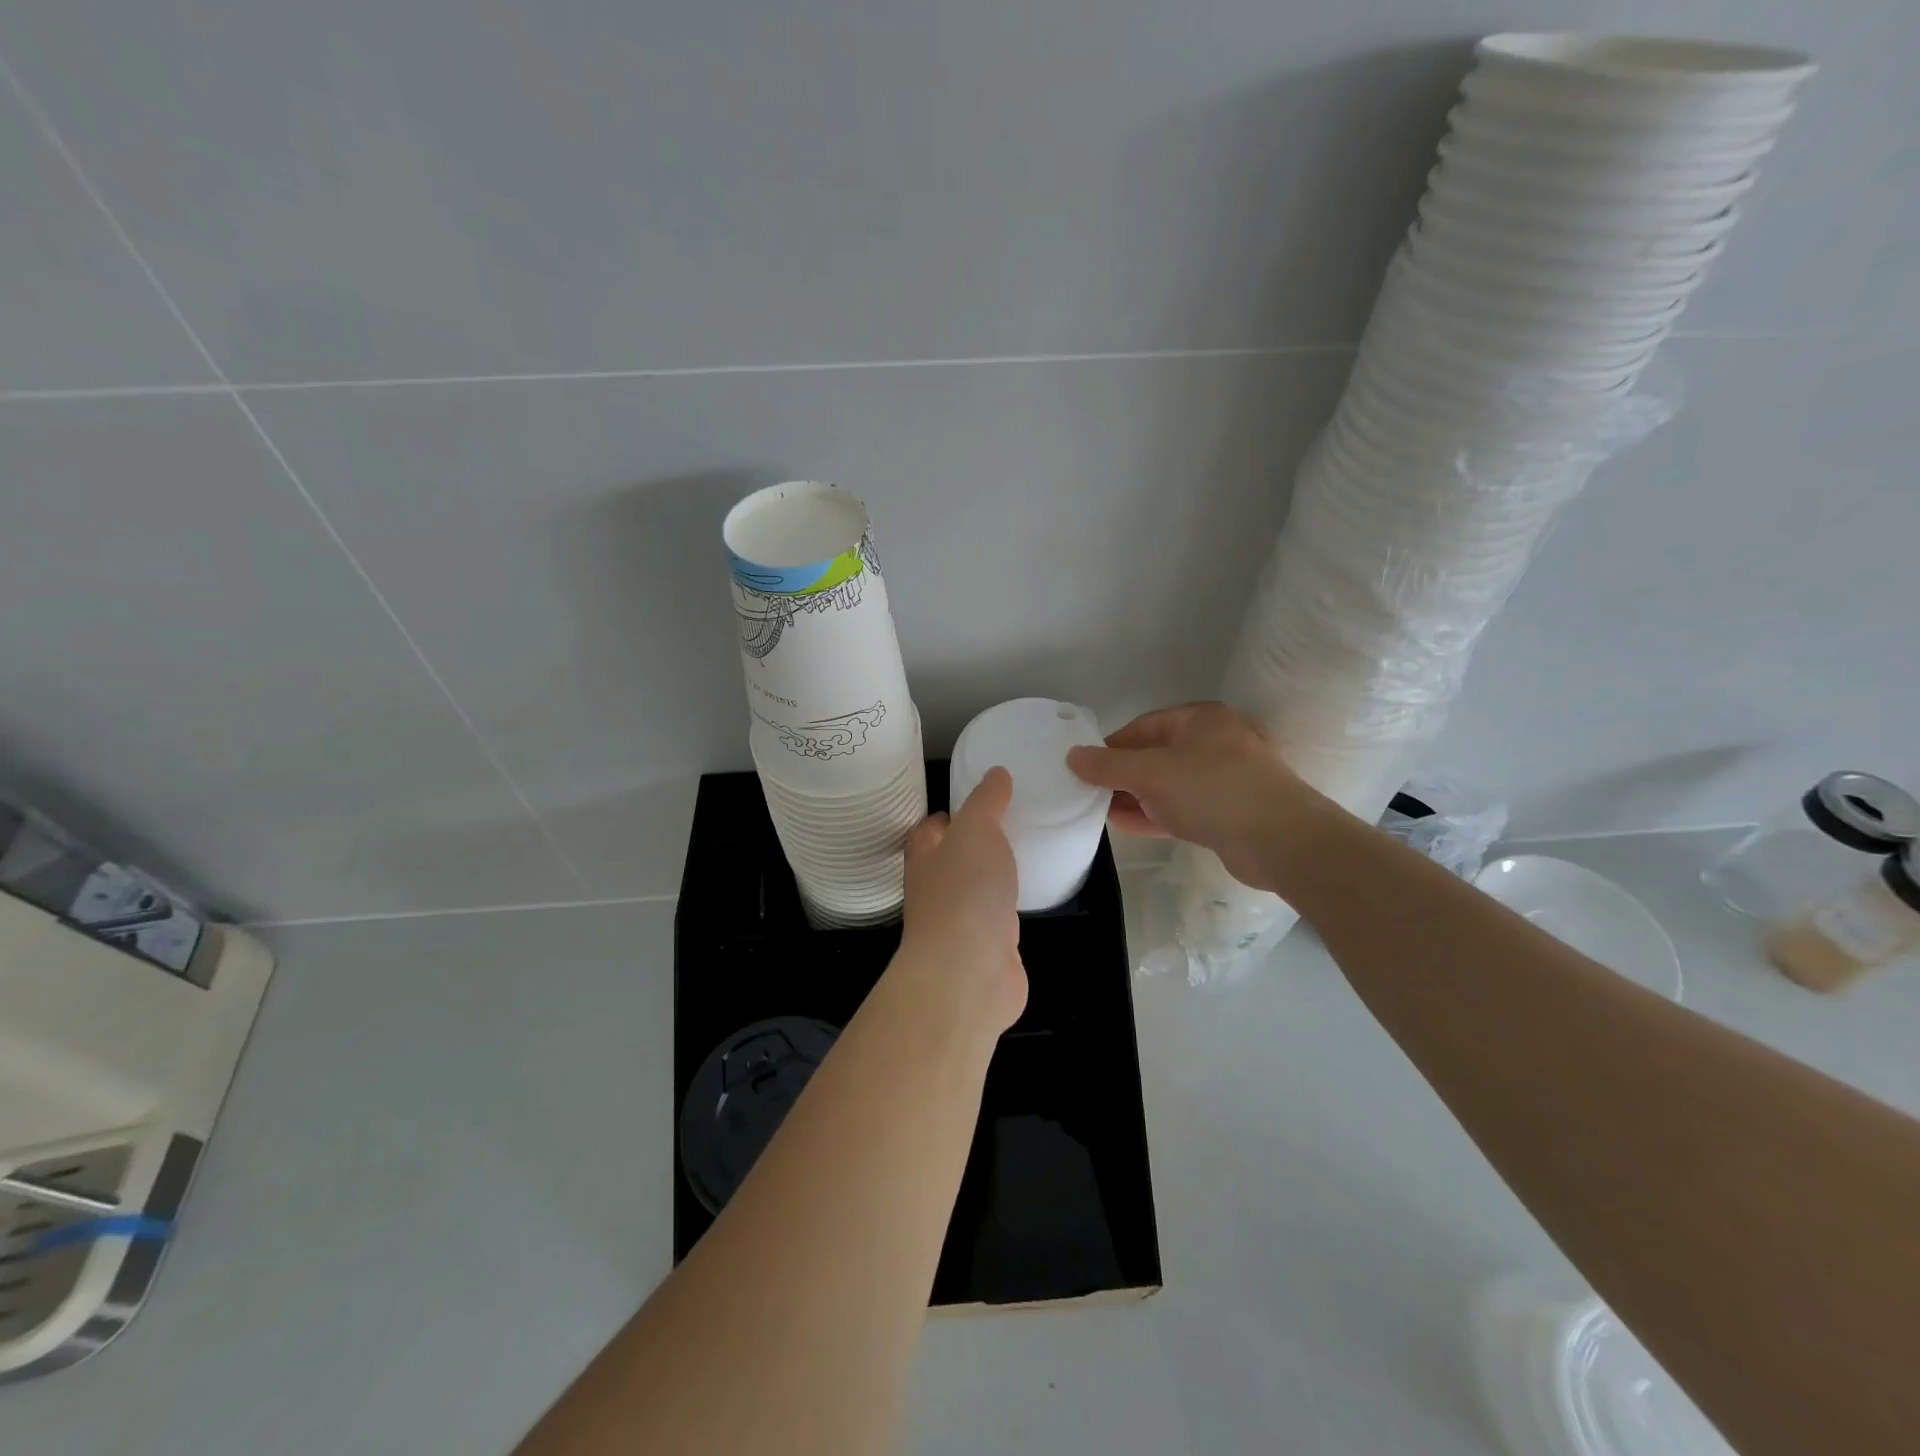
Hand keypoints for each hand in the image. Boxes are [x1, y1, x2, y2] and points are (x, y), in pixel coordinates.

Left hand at [898, 767, 1026, 1034]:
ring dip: (993, 876)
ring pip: (975, 890)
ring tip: (1024, 853)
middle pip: (951, 860)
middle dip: (973, 844)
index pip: (928, 829)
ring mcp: (959, 923)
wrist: (969, 971)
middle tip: (1010, 823)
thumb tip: (996, 773)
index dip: (948, 815)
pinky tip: (1031, 896)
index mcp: (925, 857)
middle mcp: (935, 889)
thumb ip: (986, 801)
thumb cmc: (964, 890)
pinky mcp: (986, 949)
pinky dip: (1011, 906)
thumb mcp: (976, 829)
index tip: (976, 801)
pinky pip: (999, 918)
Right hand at [1066, 702, 1331, 892]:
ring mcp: (1223, 779)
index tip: (1083, 769)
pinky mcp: (1227, 812)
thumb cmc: (1212, 791)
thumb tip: (1071, 756)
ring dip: (1134, 797)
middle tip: (1086, 793)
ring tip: (1098, 812)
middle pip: (1154, 755)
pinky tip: (1124, 825)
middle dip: (1120, 775)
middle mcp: (1213, 743)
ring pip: (1167, 784)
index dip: (1110, 747)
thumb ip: (1108, 766)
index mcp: (1199, 719)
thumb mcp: (1151, 773)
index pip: (1142, 727)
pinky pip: (1181, 808)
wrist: (1280, 840)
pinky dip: (1154, 814)